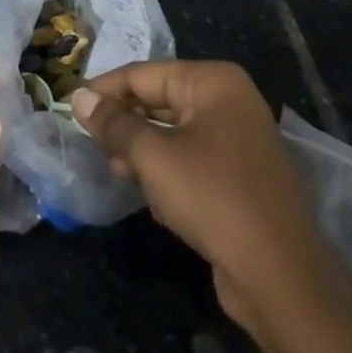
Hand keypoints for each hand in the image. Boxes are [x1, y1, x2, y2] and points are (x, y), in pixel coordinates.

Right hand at [70, 62, 345, 340]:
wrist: (281, 277)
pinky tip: (151, 196)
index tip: (70, 111)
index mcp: (213, 82)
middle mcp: (229, 102)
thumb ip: (112, 123)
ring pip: (171, 132)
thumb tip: (78, 98)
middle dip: (124, 124)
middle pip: (157, 100)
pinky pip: (190, 159)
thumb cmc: (212, 198)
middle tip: (92, 145)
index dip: (103, 92)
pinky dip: (166, 172)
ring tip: (118, 172)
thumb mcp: (152, 156)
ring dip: (141, 151)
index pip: (142, 75)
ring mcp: (238, 140)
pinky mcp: (239, 177)